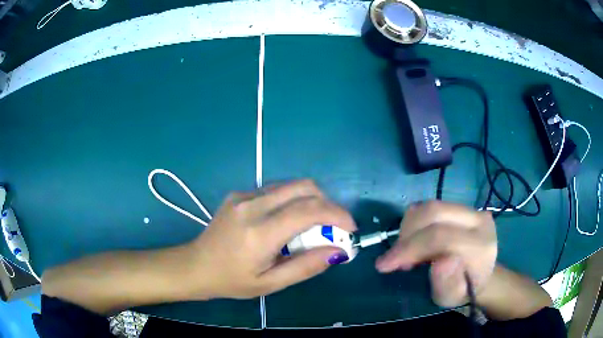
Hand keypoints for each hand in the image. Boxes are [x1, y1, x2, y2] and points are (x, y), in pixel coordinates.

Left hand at [186, 180, 356, 299]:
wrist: (196, 265)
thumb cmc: (231, 280)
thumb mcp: (270, 283)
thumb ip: (306, 266)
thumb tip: (339, 251)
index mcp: (259, 232)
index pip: (308, 210)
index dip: (337, 214)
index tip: (350, 228)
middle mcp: (252, 205)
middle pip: (304, 187)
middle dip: (327, 203)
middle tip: (332, 226)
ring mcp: (243, 195)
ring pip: (291, 185)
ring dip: (311, 201)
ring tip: (311, 226)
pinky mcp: (239, 193)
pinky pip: (276, 189)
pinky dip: (292, 201)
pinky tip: (286, 221)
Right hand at [375, 201, 496, 307]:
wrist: (478, 275)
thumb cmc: (462, 291)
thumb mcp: (451, 297)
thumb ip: (448, 283)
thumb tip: (442, 261)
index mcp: (481, 246)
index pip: (441, 237)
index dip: (410, 247)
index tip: (385, 265)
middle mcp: (479, 220)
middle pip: (434, 213)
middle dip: (406, 234)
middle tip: (393, 257)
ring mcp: (472, 209)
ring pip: (430, 206)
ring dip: (408, 226)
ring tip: (404, 250)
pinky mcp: (462, 206)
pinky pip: (431, 205)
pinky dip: (414, 220)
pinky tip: (413, 238)